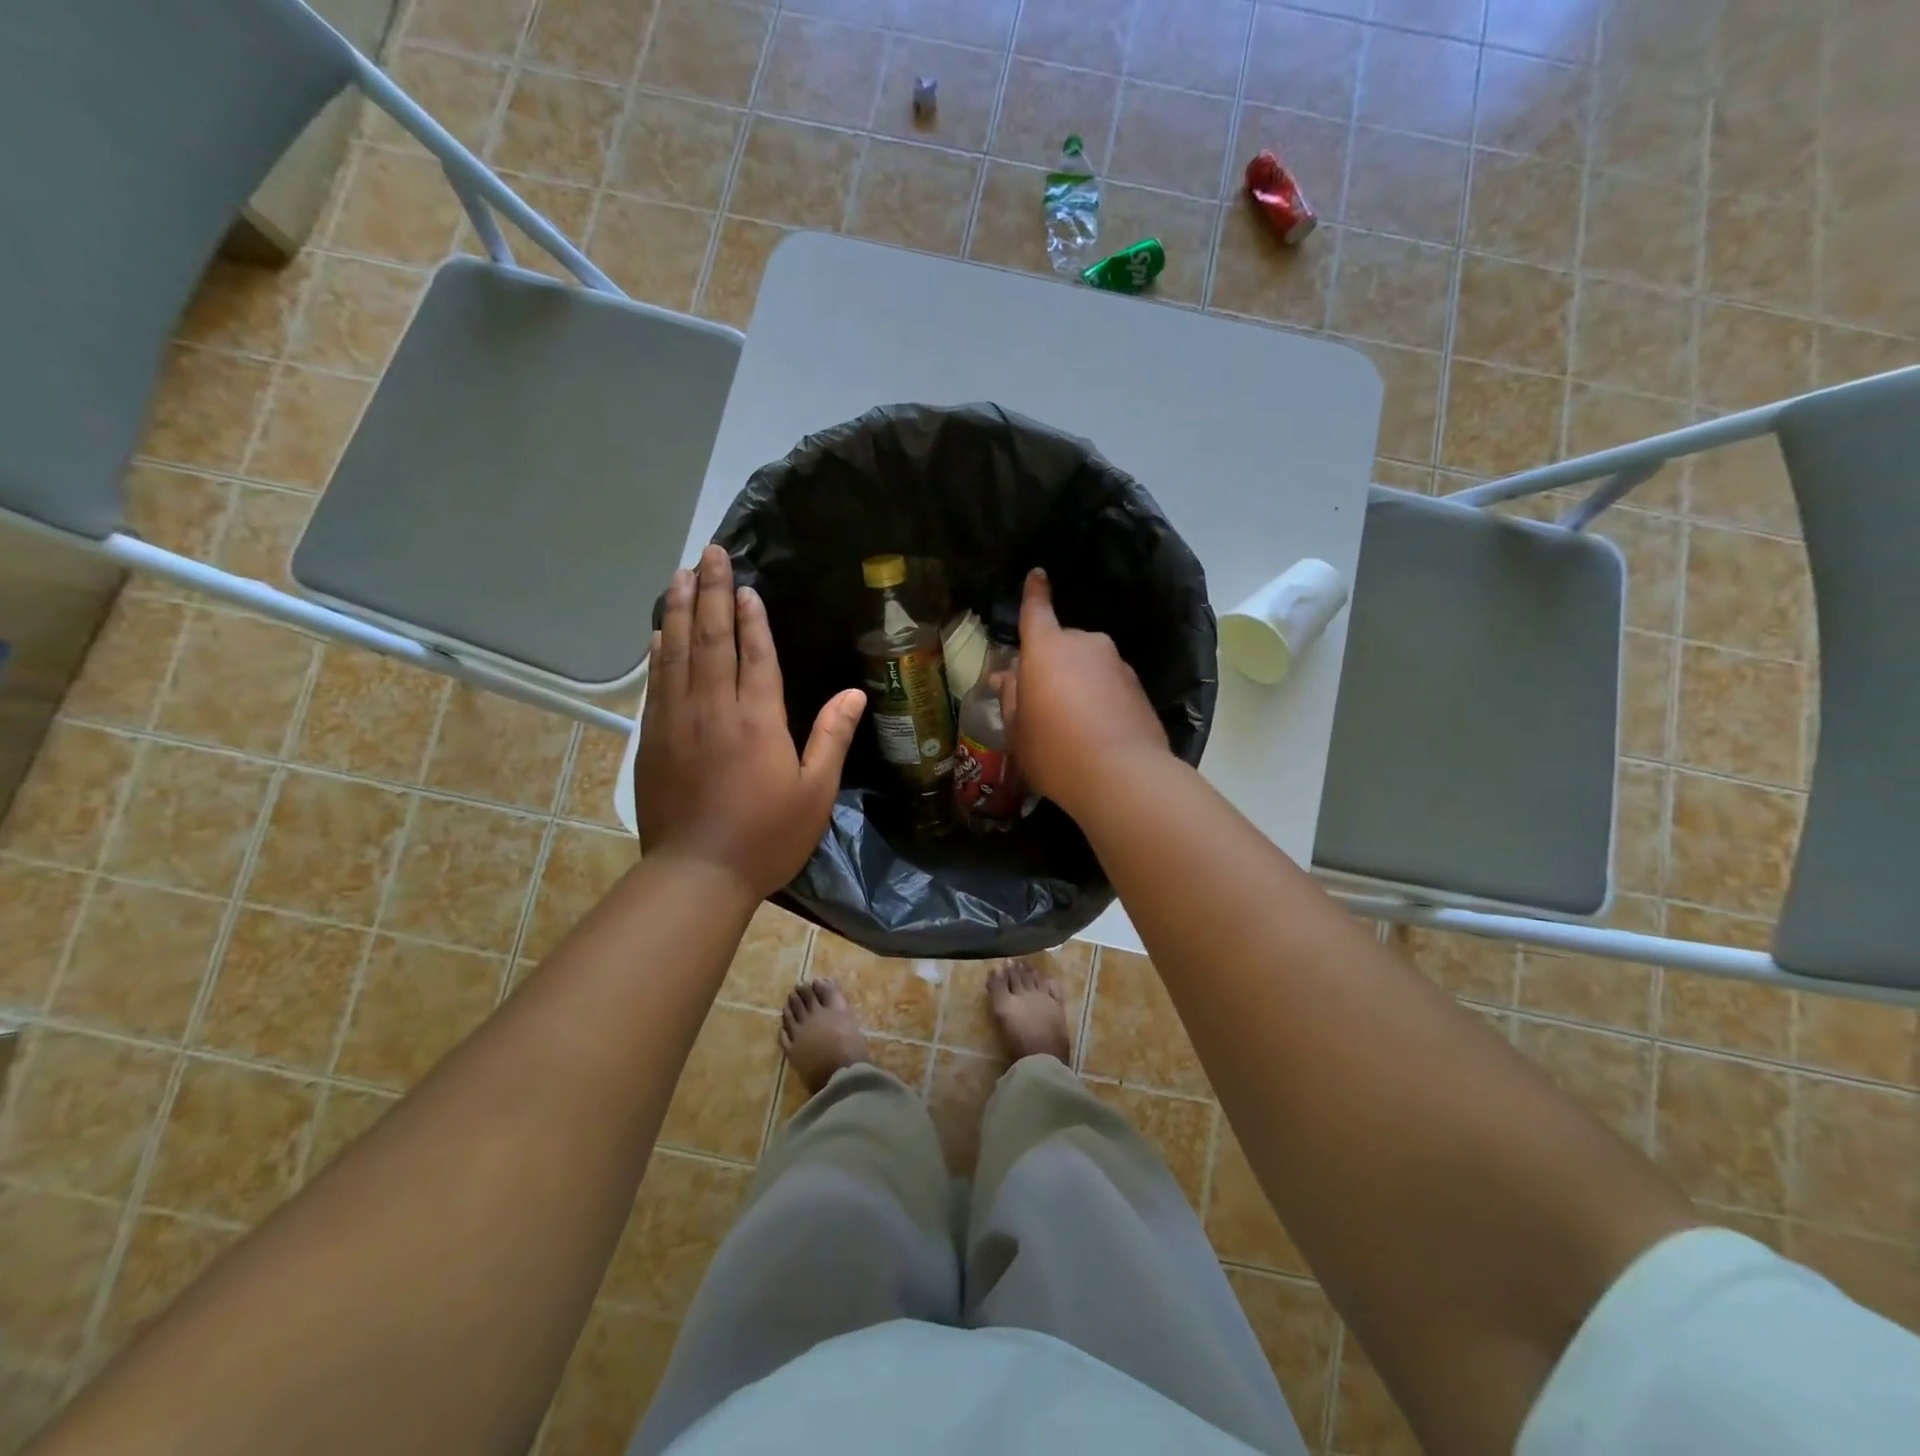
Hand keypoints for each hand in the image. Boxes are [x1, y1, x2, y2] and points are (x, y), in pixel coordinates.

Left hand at [636, 545, 865, 899]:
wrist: (697, 875)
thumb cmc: (767, 836)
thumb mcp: (815, 792)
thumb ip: (832, 737)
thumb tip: (856, 694)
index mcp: (758, 721)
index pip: (755, 655)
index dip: (752, 618)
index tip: (746, 586)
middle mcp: (713, 709)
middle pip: (710, 639)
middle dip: (710, 593)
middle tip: (710, 554)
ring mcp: (677, 722)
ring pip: (676, 653)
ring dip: (678, 610)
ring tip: (680, 575)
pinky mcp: (653, 740)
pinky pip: (656, 683)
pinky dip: (658, 652)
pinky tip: (659, 632)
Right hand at [998, 568, 1168, 816]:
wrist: (1122, 776)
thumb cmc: (1054, 750)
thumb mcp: (1018, 730)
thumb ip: (1011, 698)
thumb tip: (1008, 677)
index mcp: (1047, 649)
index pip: (1036, 611)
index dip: (1034, 593)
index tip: (1037, 574)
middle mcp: (1085, 645)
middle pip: (1062, 645)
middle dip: (1052, 664)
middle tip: (1040, 700)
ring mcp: (1117, 665)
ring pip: (1088, 666)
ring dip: (1077, 683)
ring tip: (1070, 724)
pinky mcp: (1139, 689)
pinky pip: (1109, 685)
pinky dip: (1100, 699)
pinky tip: (1095, 732)